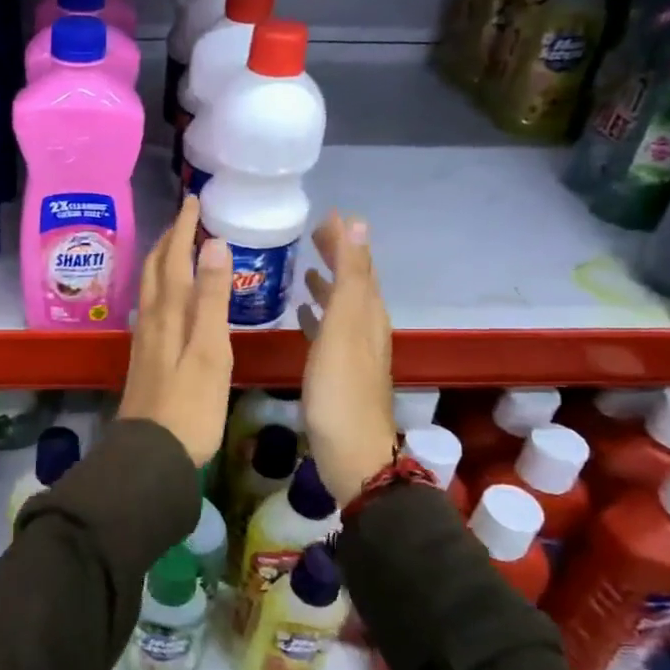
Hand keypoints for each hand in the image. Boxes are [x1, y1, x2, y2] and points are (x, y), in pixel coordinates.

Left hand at [118, 197, 232, 466]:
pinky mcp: (146, 361)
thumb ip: (212, 298)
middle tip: (185, 220)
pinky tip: (170, 302)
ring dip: (162, 263)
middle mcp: (151, 321)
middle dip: (168, 241)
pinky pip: (152, 310)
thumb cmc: (190, 405)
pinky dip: (163, 290)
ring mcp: (145, 342)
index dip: (182, 229)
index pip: (173, 259)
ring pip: (150, 290)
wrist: (152, 455)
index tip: (192, 201)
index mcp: (169, 314)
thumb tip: (213, 243)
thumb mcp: (210, 350)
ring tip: (178, 251)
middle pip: (154, 271)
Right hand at [297, 213, 395, 503]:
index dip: (346, 240)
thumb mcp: (344, 326)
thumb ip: (349, 277)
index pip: (360, 266)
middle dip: (338, 257)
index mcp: (367, 314)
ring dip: (327, 285)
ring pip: (342, 307)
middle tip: (313, 236)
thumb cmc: (340, 389)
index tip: (327, 215)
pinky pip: (329, 331)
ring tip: (305, 271)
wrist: (350, 453)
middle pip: (354, 284)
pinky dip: (318, 315)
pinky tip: (302, 314)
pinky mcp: (338, 372)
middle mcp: (365, 328)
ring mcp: (353, 352)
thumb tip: (358, 225)